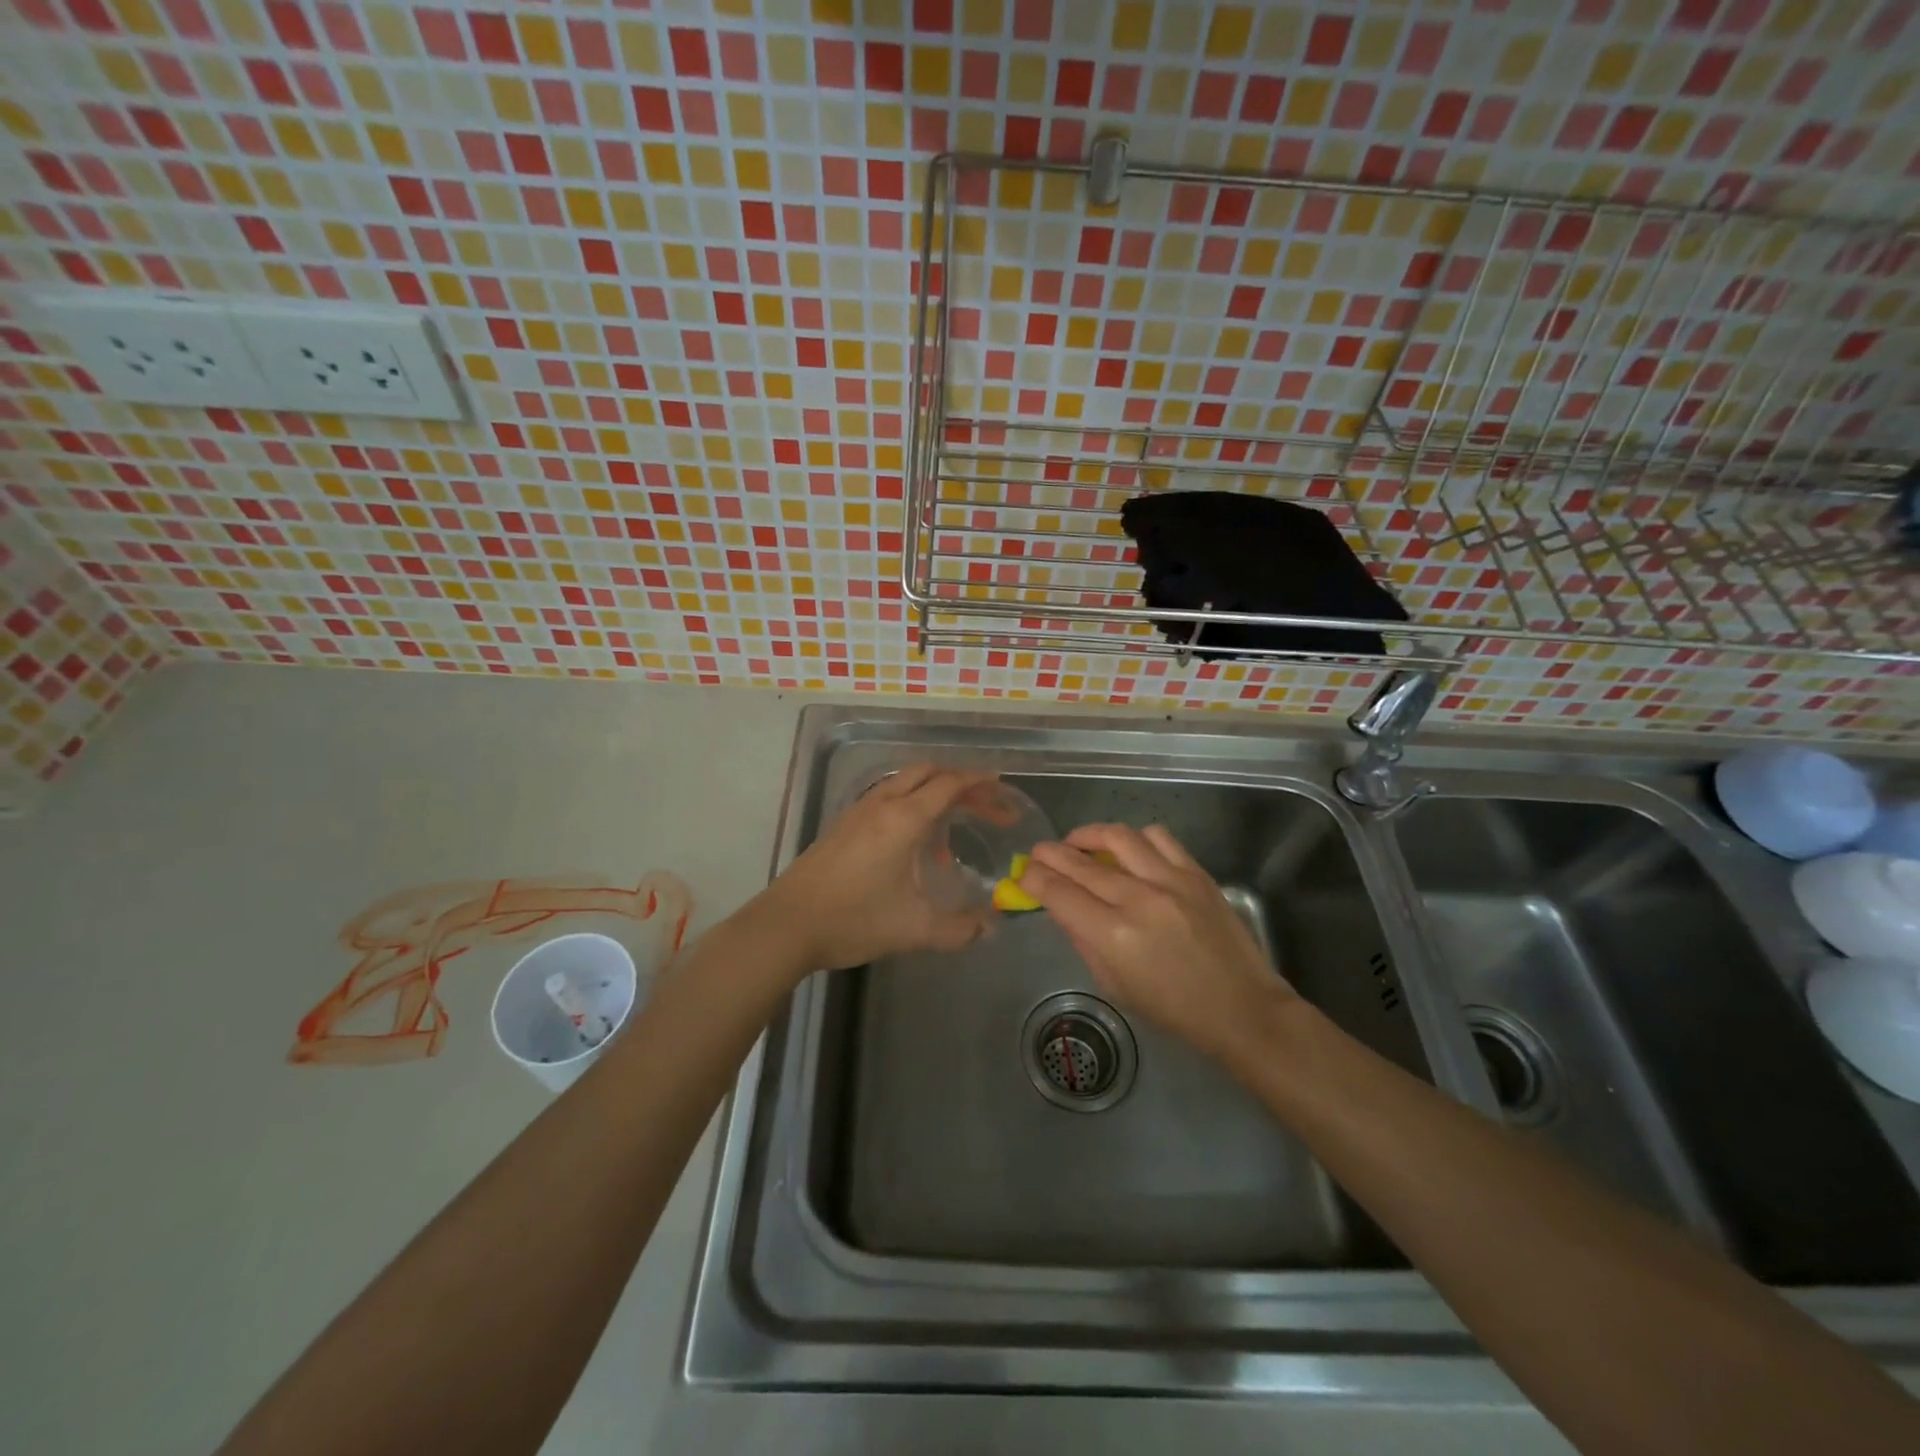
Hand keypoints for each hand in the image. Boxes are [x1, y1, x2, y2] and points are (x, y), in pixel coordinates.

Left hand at [750, 765, 993, 974]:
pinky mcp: (842, 825)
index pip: (949, 784)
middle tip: (983, 805)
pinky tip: (912, 847)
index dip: (979, 783)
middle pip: (926, 772)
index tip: (1002, 787)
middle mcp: (881, 804)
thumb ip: (959, 929)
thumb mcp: (914, 929)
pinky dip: (909, 806)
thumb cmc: (853, 920)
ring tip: (950, 832)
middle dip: (959, 782)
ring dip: (932, 794)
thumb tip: (989, 928)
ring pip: (903, 784)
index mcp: (904, 819)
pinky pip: (886, 799)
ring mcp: (857, 812)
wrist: (786, 925)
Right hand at [1021, 823, 1294, 1060]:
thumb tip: (1062, 906)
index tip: (1024, 874)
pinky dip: (1135, 839)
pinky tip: (1128, 850)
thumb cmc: (1172, 1009)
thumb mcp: (1114, 984)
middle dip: (1050, 853)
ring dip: (1089, 835)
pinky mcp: (1196, 873)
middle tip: (1038, 853)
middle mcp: (1137, 899)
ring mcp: (1170, 881)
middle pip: (1079, 861)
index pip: (1057, 892)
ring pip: (1117, 836)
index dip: (1033, 878)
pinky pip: (1158, 837)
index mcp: (1112, 936)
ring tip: (1079, 842)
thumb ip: (1083, 940)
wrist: (1241, 1008)